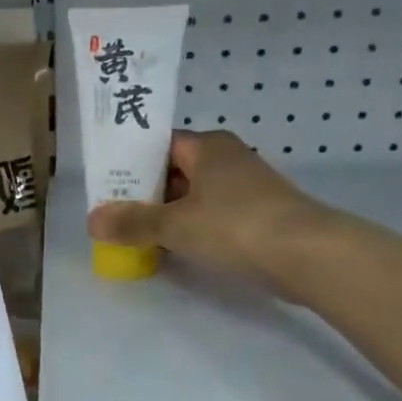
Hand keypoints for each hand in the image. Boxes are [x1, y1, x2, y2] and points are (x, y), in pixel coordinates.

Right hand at [87, 132, 333, 298]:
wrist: (310, 256)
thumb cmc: (236, 226)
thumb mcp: (175, 226)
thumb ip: (132, 222)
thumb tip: (91, 220)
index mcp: (207, 146)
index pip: (158, 145)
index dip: (130, 164)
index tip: (106, 186)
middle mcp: (227, 158)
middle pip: (175, 171)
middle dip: (145, 194)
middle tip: (114, 215)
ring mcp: (246, 187)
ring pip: (194, 196)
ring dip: (168, 214)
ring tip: (137, 235)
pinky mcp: (259, 215)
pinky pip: (213, 216)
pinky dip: (192, 229)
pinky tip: (175, 249)